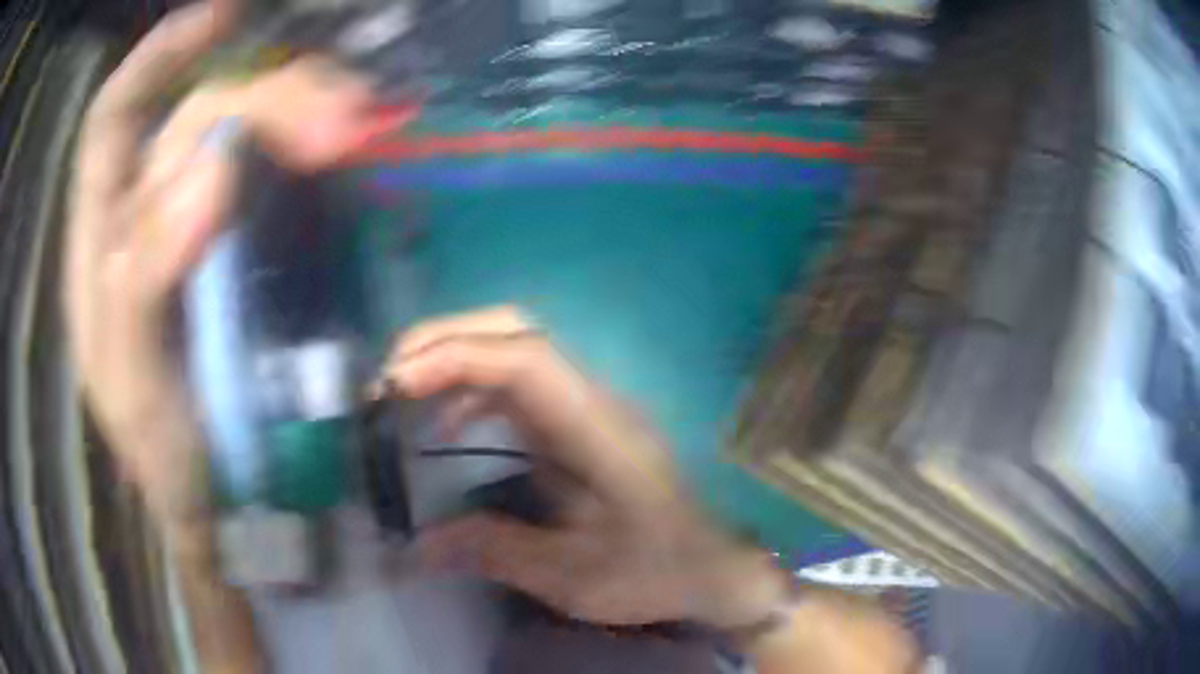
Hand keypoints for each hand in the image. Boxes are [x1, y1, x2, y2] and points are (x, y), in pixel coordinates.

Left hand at [66, 0, 385, 531]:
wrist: (222, 496)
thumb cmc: (164, 450)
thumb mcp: (134, 382)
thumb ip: (145, 282)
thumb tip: (211, 171)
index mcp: (101, 242)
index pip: (114, 121)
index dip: (158, 60)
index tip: (222, 20)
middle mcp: (149, 211)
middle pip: (198, 116)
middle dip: (265, 99)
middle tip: (339, 121)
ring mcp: (205, 222)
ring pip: (247, 133)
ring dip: (303, 114)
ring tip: (359, 130)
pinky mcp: (256, 244)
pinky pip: (285, 173)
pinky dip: (321, 150)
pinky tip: (358, 148)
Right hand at [378, 307, 790, 627]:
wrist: (714, 564)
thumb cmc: (657, 570)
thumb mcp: (574, 578)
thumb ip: (495, 552)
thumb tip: (418, 544)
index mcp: (598, 430)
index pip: (524, 361)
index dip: (455, 358)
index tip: (396, 385)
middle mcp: (592, 400)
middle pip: (517, 330)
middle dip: (444, 340)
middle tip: (388, 381)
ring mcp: (587, 404)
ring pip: (514, 346)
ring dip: (453, 358)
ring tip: (402, 397)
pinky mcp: (579, 419)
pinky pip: (517, 381)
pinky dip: (471, 388)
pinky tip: (446, 426)